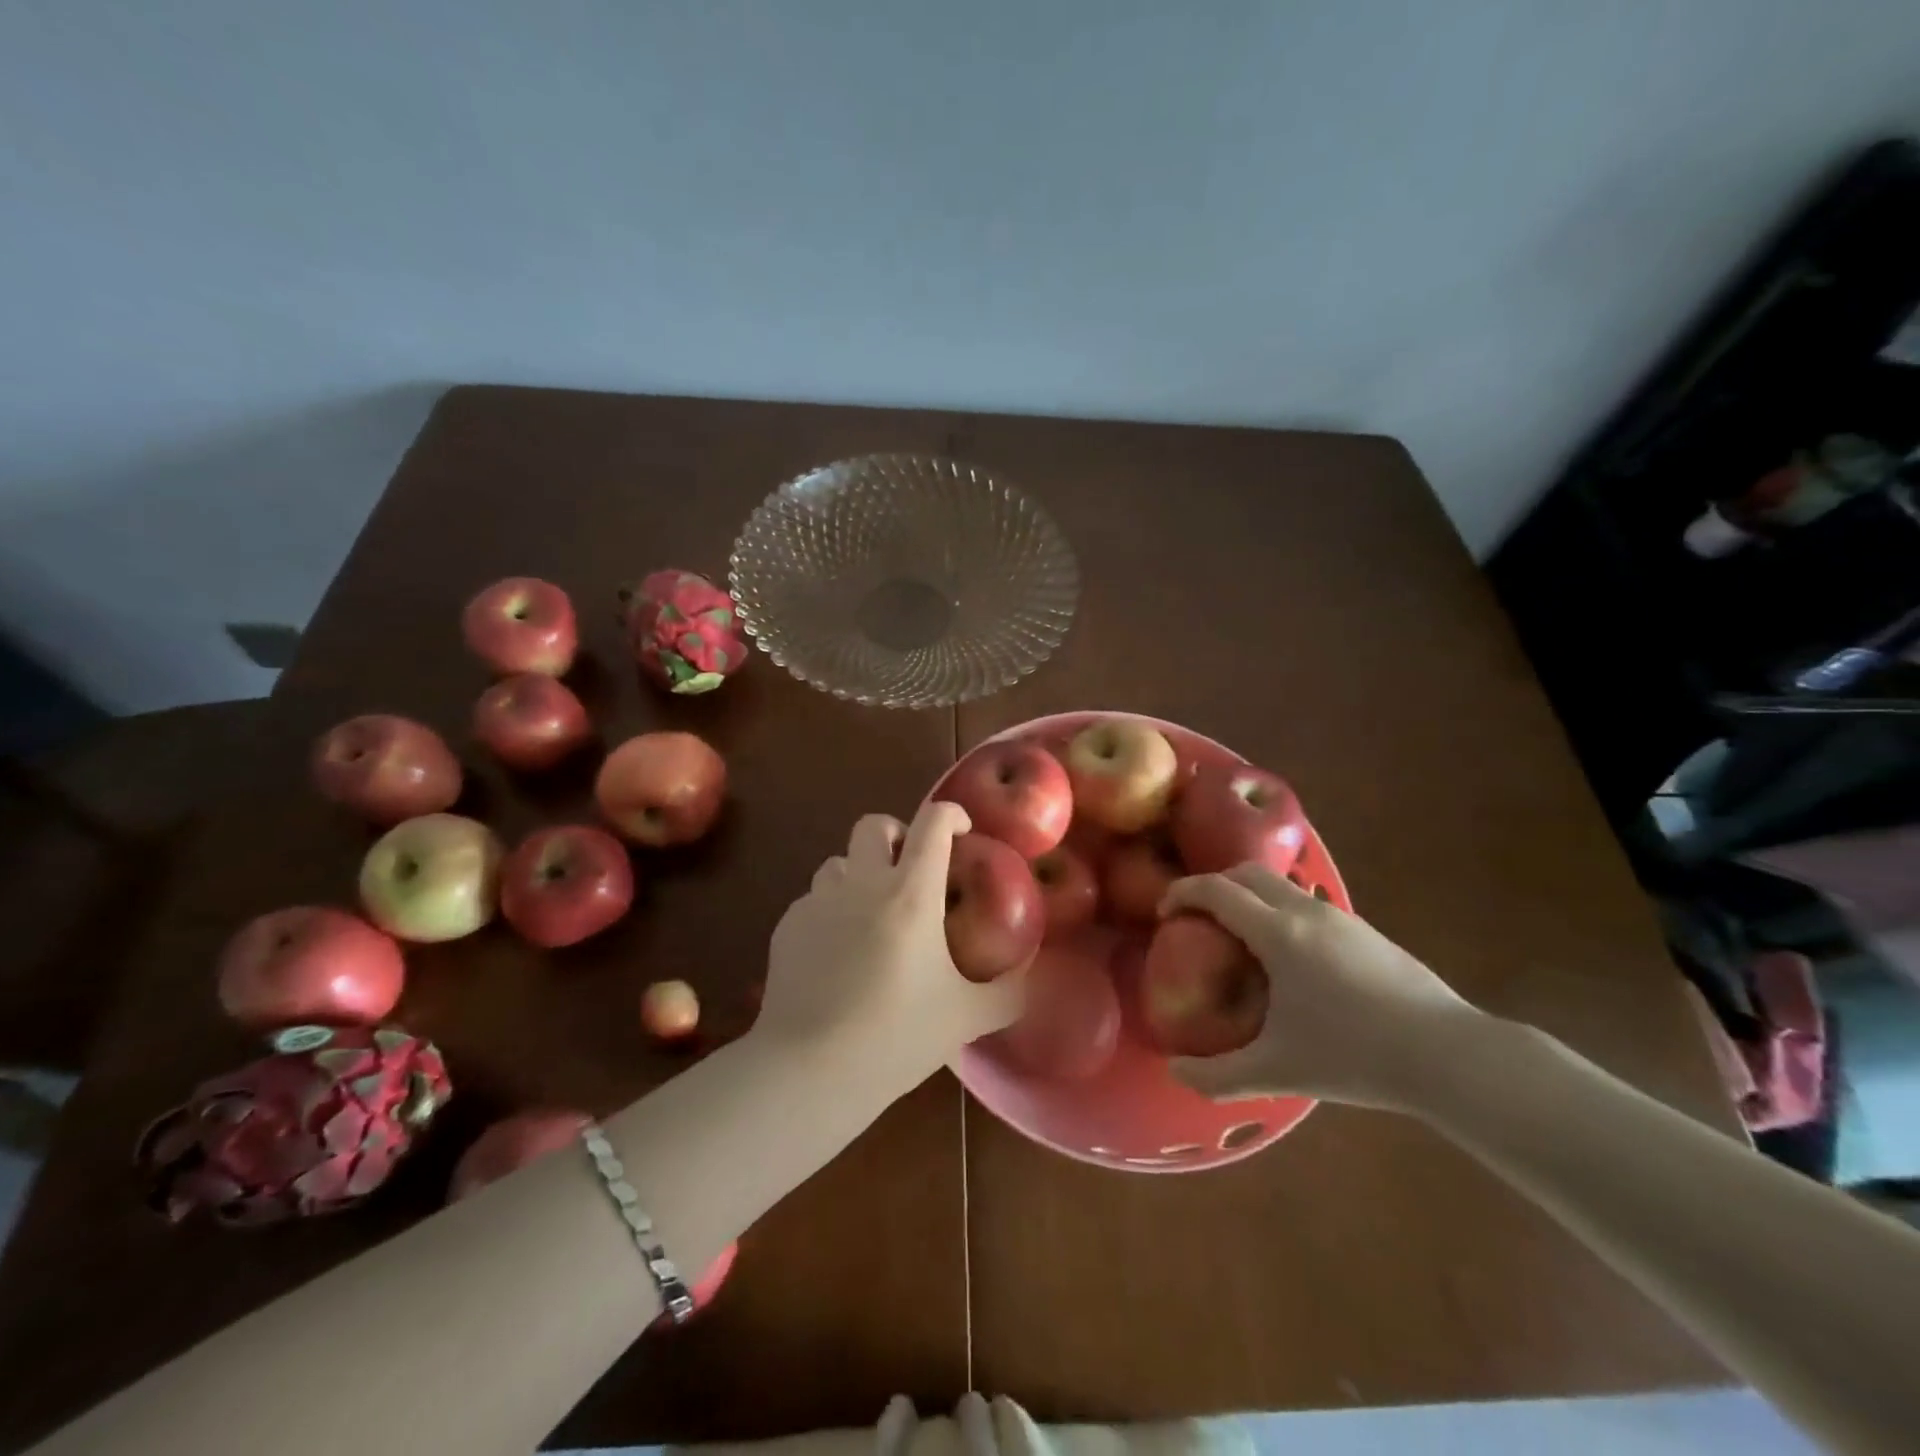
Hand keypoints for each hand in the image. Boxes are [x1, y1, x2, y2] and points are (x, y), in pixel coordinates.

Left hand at [757, 801, 1023, 1098]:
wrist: (809, 1070)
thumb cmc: (895, 1037)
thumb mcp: (966, 1018)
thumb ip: (1007, 993)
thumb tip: (1029, 978)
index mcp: (910, 894)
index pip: (933, 823)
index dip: (952, 814)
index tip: (962, 830)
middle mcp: (862, 884)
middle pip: (874, 825)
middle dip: (896, 833)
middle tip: (911, 866)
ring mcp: (818, 902)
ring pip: (838, 861)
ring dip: (859, 873)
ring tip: (871, 911)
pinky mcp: (788, 925)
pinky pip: (813, 900)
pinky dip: (831, 911)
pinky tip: (837, 953)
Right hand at [1161, 864, 1482, 1109]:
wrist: (1449, 1055)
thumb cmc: (1354, 1056)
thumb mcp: (1277, 1072)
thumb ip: (1217, 1075)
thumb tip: (1174, 1071)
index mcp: (1277, 933)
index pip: (1215, 891)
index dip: (1181, 893)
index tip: (1164, 913)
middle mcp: (1305, 911)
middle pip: (1246, 873)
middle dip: (1213, 885)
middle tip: (1196, 917)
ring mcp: (1340, 917)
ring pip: (1281, 885)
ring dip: (1249, 895)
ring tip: (1240, 936)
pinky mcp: (1366, 931)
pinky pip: (1307, 904)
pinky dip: (1280, 911)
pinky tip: (1290, 959)